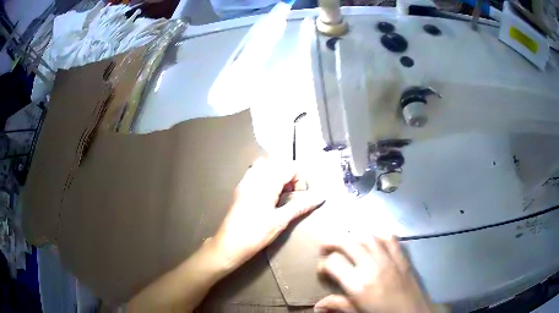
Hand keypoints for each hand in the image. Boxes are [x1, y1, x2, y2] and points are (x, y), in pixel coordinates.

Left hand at [210, 158, 324, 272]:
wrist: (228, 244)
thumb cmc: (255, 234)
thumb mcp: (281, 221)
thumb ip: (301, 206)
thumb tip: (321, 196)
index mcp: (266, 183)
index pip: (289, 166)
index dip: (300, 178)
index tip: (301, 195)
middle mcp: (254, 177)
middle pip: (277, 162)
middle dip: (289, 174)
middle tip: (292, 193)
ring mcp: (245, 181)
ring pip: (264, 165)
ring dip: (276, 174)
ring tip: (281, 192)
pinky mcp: (240, 188)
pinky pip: (254, 172)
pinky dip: (265, 177)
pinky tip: (268, 195)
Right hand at [315, 235, 434, 312]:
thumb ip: (339, 306)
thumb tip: (318, 305)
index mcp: (358, 286)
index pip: (334, 263)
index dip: (323, 264)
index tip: (322, 271)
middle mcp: (372, 267)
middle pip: (348, 243)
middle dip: (333, 241)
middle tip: (326, 247)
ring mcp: (390, 260)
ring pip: (367, 236)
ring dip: (353, 235)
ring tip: (345, 241)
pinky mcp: (402, 258)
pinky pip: (390, 238)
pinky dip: (378, 234)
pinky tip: (372, 239)